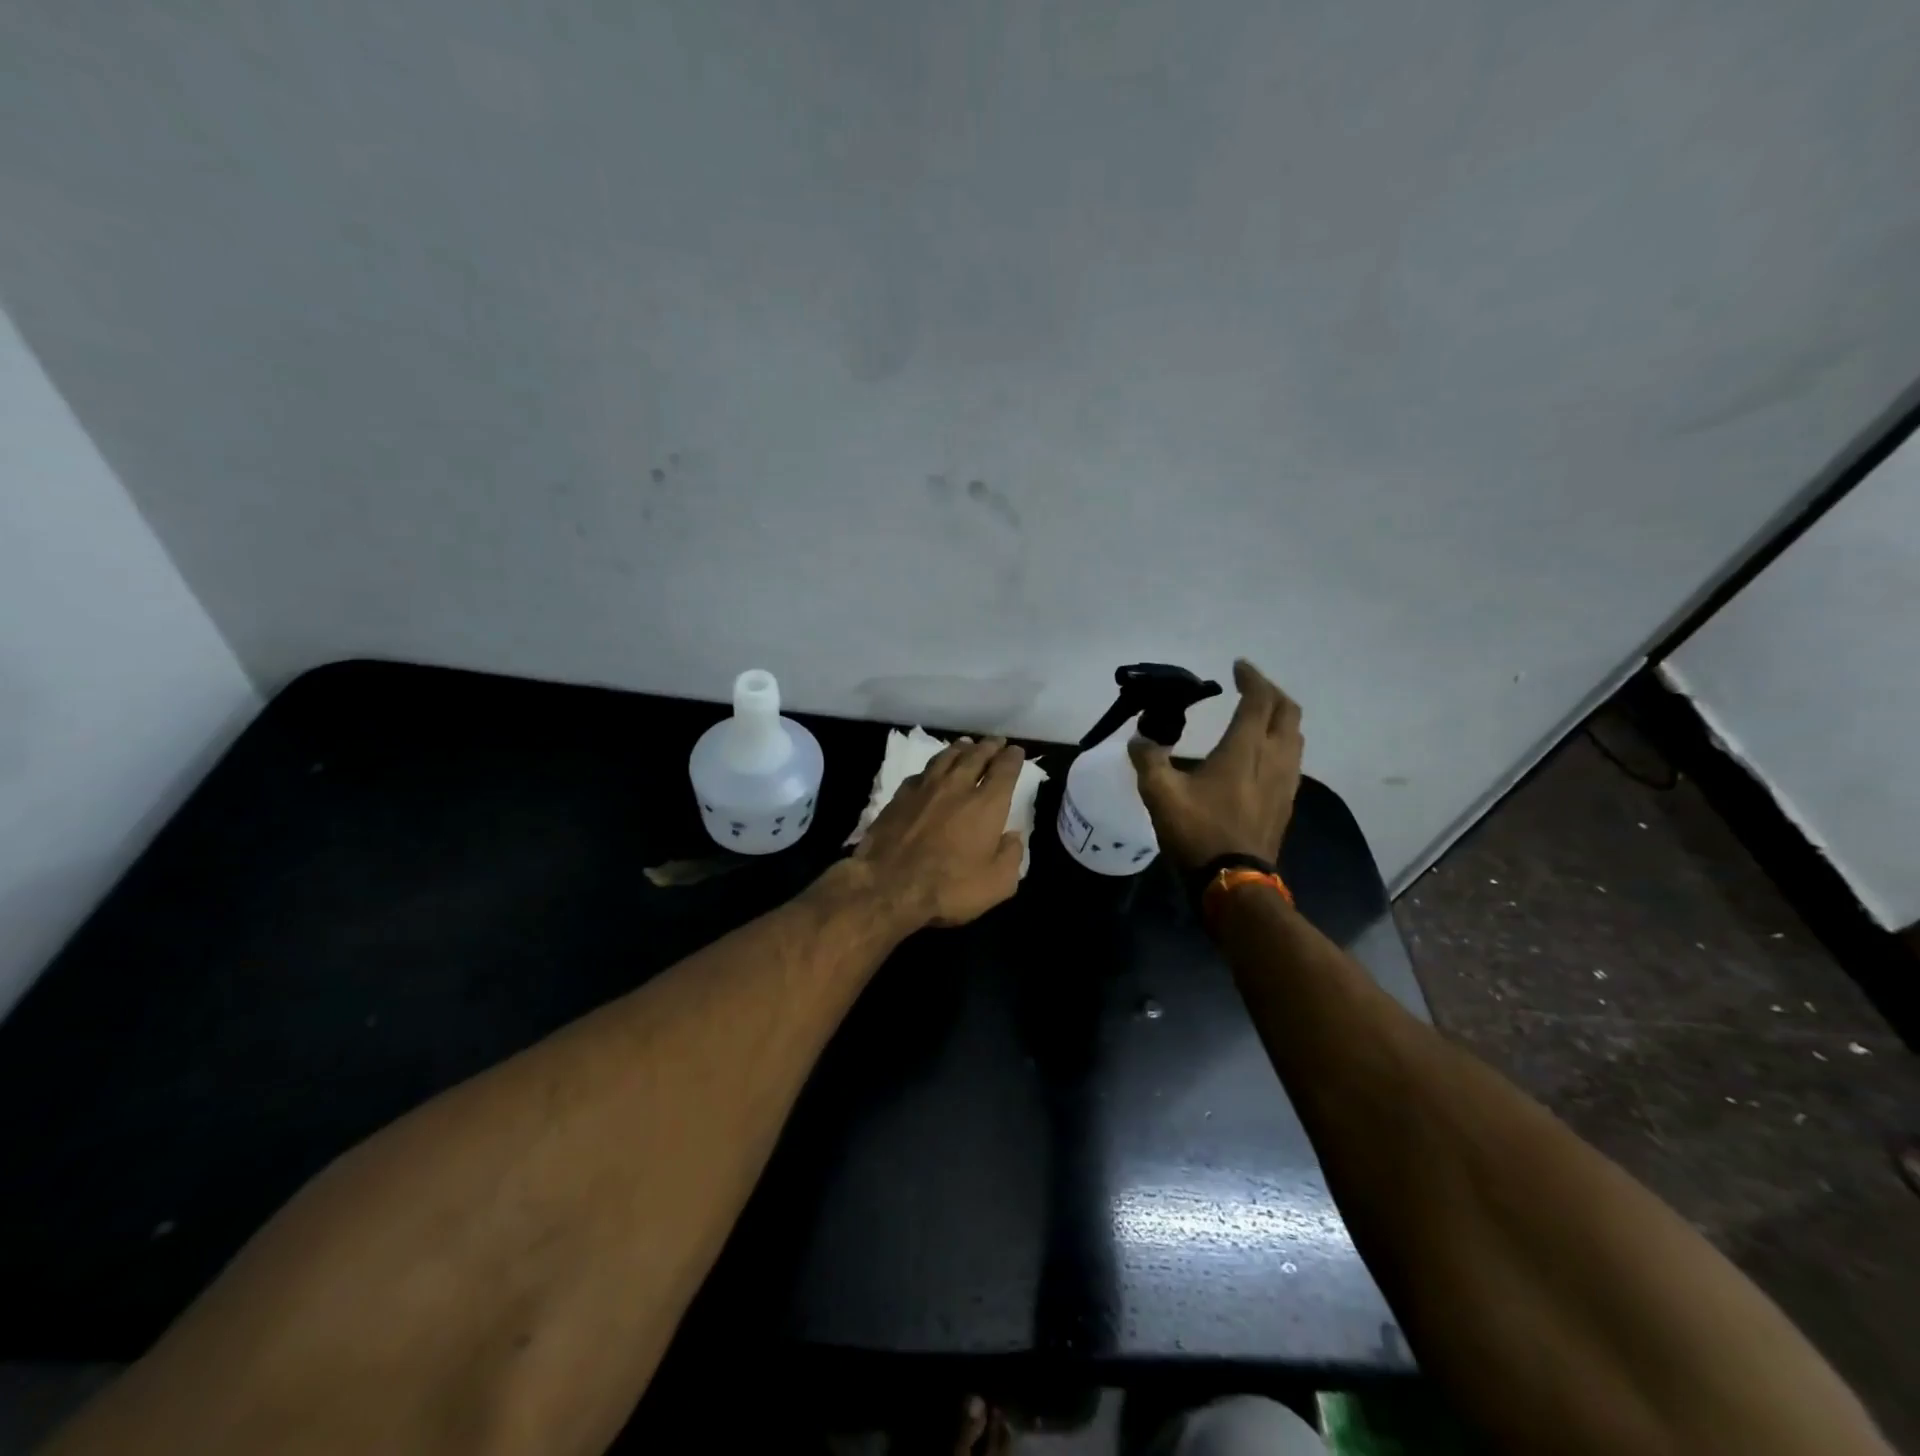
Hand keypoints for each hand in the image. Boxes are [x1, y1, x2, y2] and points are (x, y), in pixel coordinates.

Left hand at [852, 736, 1025, 929]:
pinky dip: (933, 767)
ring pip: (947, 757)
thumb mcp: (997, 884)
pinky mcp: (900, 796)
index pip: (1005, 770)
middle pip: (976, 756)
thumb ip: (1011, 856)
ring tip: (967, 745)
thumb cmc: (949, 887)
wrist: (888, 885)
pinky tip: (933, 771)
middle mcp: (958, 786)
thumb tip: (1013, 837)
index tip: (1016, 751)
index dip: (1013, 758)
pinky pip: (922, 772)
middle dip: (989, 747)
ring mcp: (925, 788)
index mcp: (987, 804)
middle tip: (995, 742)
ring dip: (961, 748)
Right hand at [1128, 659, 1302, 870]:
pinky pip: (1292, 758)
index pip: (1259, 700)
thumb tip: (1139, 740)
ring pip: (1295, 735)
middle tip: (1250, 687)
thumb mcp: (1160, 794)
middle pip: (1288, 712)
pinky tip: (1261, 755)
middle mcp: (1273, 758)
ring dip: (1280, 717)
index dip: (1252, 678)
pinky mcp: (1286, 801)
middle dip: (1271, 692)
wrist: (1234, 881)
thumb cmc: (1198, 832)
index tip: (1237, 666)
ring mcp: (1285, 781)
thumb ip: (1148, 760)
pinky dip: (1280, 742)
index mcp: (1245, 749)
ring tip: (1258, 715)